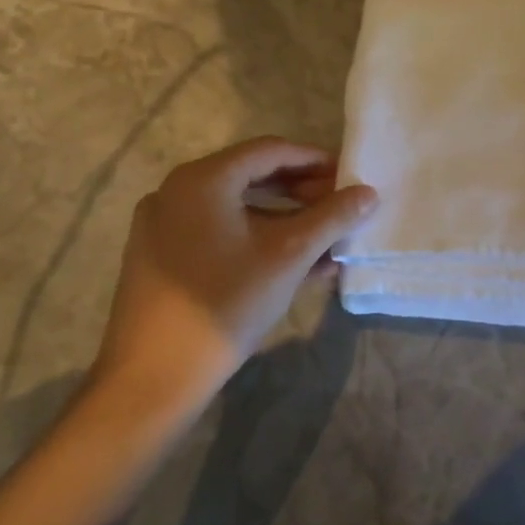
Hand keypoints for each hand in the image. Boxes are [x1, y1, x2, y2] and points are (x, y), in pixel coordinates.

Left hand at [88, 137, 378, 421]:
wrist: (156, 374)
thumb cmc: (228, 301)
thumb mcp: (290, 255)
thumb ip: (333, 217)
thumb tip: (368, 192)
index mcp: (203, 180)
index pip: (270, 150)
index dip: (315, 160)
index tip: (349, 177)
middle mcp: (176, 192)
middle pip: (253, 176)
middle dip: (303, 191)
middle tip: (340, 208)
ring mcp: (164, 226)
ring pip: (238, 208)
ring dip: (286, 219)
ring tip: (326, 241)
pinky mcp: (162, 257)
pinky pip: (220, 232)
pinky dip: (259, 238)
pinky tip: (296, 265)